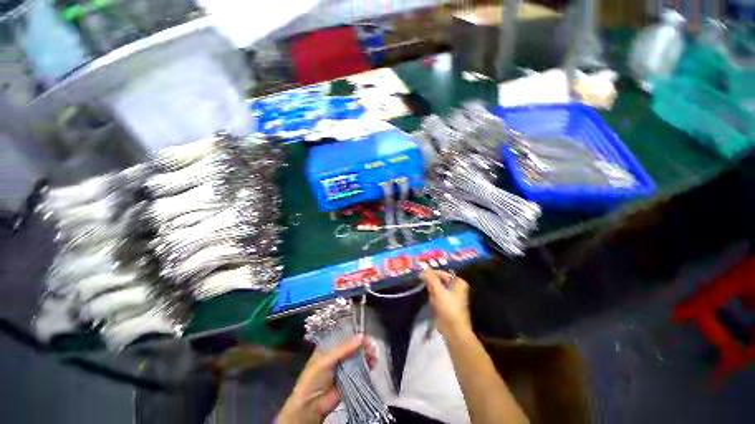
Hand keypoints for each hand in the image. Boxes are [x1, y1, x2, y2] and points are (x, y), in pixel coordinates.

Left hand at [277, 335, 375, 423]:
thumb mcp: (327, 360)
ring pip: (358, 357)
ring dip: (367, 356)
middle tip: (371, 349)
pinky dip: (367, 366)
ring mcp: (344, 367)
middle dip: (363, 346)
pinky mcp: (349, 378)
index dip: (355, 336)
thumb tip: (362, 335)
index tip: (366, 337)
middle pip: (353, 346)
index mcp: (329, 346)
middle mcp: (337, 354)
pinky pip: (360, 370)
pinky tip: (372, 365)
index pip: (345, 336)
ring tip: (373, 357)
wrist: (311, 406)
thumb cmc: (314, 378)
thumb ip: (345, 348)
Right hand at [421, 270, 470, 335]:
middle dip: (431, 281)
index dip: (431, 273)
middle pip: (439, 279)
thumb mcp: (439, 291)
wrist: (453, 330)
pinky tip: (430, 299)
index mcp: (458, 282)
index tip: (421, 275)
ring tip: (426, 291)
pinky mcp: (445, 303)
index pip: (442, 273)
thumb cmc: (448, 308)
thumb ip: (430, 279)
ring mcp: (450, 295)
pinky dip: (432, 295)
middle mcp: (455, 287)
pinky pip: (436, 294)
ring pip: (437, 286)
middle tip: (422, 283)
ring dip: (430, 288)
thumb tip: (422, 271)